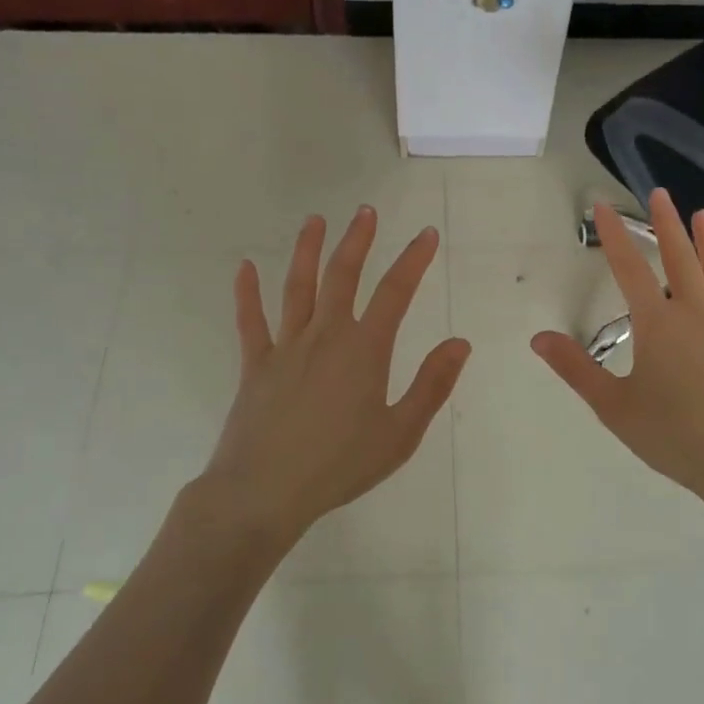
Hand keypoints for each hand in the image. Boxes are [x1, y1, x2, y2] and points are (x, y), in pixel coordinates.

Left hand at [196, 208, 470, 548]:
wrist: (264, 491)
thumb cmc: (339, 465)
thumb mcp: (399, 433)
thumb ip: (431, 385)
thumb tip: (459, 343)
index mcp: (364, 350)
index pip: (396, 292)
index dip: (413, 260)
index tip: (427, 235)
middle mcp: (326, 336)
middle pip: (343, 276)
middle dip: (357, 241)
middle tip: (365, 211)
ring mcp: (286, 347)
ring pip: (298, 287)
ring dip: (308, 251)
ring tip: (315, 221)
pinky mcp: (255, 364)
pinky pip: (250, 321)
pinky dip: (247, 293)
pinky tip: (244, 268)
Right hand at [532, 190, 703, 521]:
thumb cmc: (673, 436)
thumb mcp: (613, 406)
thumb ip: (576, 368)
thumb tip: (538, 337)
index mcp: (658, 324)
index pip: (629, 269)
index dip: (614, 235)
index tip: (603, 205)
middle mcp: (697, 313)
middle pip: (680, 259)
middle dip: (667, 225)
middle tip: (660, 194)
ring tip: (703, 215)